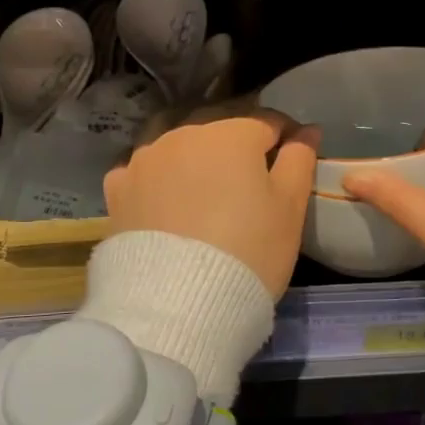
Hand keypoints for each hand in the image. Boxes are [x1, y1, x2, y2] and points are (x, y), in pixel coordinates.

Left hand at [104, 112, 318, 297]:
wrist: (178, 304)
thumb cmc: (249, 251)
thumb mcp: (290, 207)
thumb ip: (299, 160)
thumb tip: (306, 130)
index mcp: (230, 133)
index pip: (267, 121)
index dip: (286, 136)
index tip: (293, 156)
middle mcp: (183, 134)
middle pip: (218, 127)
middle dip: (237, 142)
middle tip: (251, 177)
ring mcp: (145, 160)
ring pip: (176, 143)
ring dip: (194, 155)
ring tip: (204, 186)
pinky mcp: (118, 190)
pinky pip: (141, 171)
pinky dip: (156, 178)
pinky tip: (163, 199)